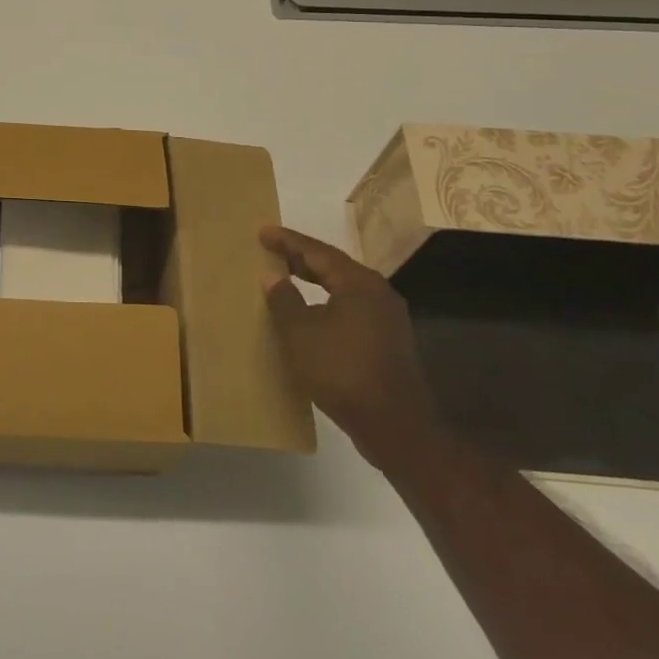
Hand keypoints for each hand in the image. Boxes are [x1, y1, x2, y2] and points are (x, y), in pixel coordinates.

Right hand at [261, 225, 437, 468]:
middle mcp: (378, 293)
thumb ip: (284, 300)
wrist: (395, 426)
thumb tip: (273, 276)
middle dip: (301, 257)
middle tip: (272, 250)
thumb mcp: (301, 334)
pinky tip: (311, 312)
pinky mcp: (387, 341)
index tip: (264, 232)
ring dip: (314, 280)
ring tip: (287, 276)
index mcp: (359, 284)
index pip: (318, 251)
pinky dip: (326, 301)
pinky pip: (350, 308)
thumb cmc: (343, 371)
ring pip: (343, 288)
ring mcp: (387, 319)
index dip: (288, 241)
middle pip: (334, 266)